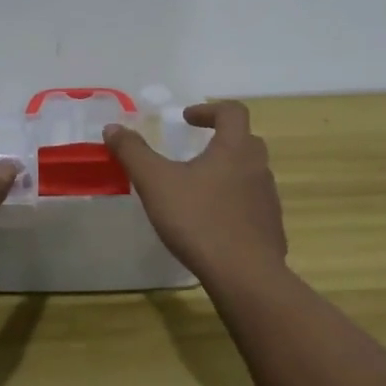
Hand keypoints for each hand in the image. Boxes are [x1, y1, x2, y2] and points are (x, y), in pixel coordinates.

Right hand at [103, 101, 287, 288]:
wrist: (244, 275)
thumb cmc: (198, 220)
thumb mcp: (155, 183)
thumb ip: (133, 152)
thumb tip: (113, 127)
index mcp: (235, 148)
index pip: (232, 111)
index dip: (209, 109)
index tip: (187, 119)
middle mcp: (258, 167)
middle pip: (245, 141)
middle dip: (221, 140)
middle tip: (196, 150)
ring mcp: (269, 199)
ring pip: (251, 174)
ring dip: (229, 172)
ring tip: (201, 189)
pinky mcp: (271, 228)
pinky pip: (254, 205)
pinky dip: (236, 204)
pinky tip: (215, 223)